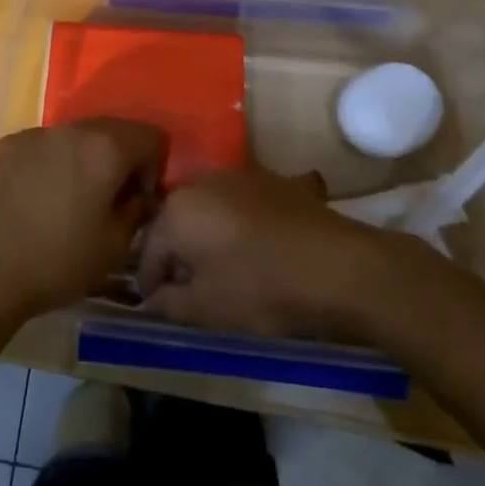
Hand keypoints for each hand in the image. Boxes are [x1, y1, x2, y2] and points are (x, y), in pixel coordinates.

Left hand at [0, 120, 166, 321]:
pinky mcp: (3, 146)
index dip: (154, 165)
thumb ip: (136, 212)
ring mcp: (32, 134)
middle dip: (117, 160)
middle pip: (110, 130)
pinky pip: (38, 148)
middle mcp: (70, 129)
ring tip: (65, 202)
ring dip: (80, 161)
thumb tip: (139, 197)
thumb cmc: (57, 261)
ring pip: (71, 138)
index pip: (149, 135)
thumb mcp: (113, 248)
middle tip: (107, 200)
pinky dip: (46, 165)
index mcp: (104, 148)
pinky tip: (32, 201)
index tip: (137, 198)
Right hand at [138, 167, 395, 339]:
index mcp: (176, 211)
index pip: (147, 251)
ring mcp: (237, 175)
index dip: (149, 284)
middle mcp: (200, 182)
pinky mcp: (271, 179)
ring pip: (208, 209)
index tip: (159, 309)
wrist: (337, 265)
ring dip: (208, 235)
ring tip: (226, 269)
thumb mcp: (207, 310)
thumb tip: (153, 299)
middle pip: (176, 222)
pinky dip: (240, 223)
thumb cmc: (262, 288)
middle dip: (178, 255)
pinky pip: (242, 203)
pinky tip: (259, 247)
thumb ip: (169, 304)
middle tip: (192, 290)